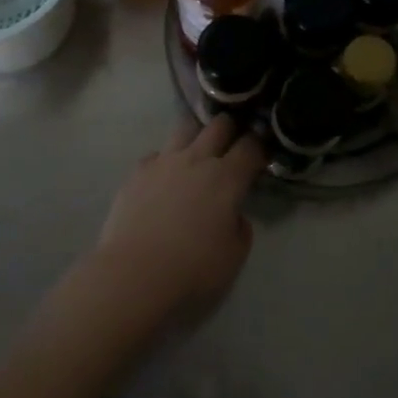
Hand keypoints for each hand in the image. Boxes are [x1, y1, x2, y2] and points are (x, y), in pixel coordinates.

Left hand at [90, 115, 266, 327]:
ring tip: (196, 150)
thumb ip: (241, 228)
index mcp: (227, 178)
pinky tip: (163, 178)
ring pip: (185, 128)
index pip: (251, 146)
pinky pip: (156, 154)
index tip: (262, 154)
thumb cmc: (193, 268)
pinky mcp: (138, 171)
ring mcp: (164, 161)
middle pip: (219, 125)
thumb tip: (234, 214)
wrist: (135, 272)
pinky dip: (164, 161)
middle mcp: (197, 159)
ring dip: (196, 135)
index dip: (260, 146)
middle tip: (232, 143)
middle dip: (231, 128)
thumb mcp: (235, 256)